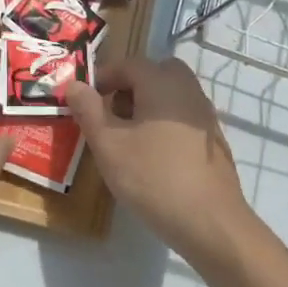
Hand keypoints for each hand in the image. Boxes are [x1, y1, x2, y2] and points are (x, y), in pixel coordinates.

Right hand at [65, 56, 249, 266]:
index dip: (102, 78)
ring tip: (126, 140)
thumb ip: (88, 110)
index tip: (83, 101)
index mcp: (162, 82)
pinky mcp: (213, 141)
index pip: (127, 64)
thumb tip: (75, 85)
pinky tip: (152, 158)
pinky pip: (181, 118)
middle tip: (108, 116)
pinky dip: (163, 125)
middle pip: (153, 74)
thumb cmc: (153, 177)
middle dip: (127, 89)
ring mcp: (205, 116)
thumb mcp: (108, 144)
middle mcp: (188, 90)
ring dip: (145, 107)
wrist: (211, 223)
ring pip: (169, 96)